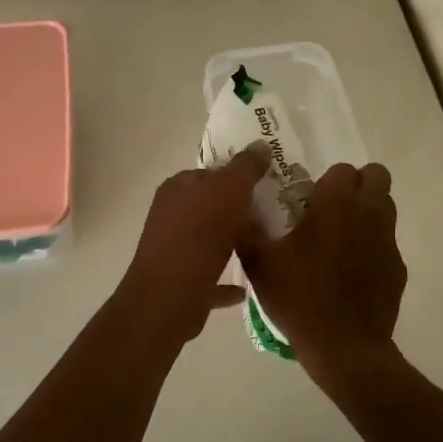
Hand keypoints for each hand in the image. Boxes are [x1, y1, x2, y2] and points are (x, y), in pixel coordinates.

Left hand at [114, 145, 269, 341]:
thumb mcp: (229, 190)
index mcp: (178, 188)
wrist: (169, 297)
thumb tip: (260, 144)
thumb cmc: (199, 235)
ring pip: (210, 241)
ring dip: (233, 242)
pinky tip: (246, 287)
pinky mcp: (181, 284)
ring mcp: (173, 250)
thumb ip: (246, 167)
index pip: (211, 172)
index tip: (267, 184)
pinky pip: (210, 278)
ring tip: (265, 246)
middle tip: (273, 215)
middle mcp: (171, 215)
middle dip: (239, 210)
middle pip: (211, 206)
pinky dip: (226, 282)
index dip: (238, 176)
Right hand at [238, 162, 405, 377]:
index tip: (308, 202)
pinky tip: (351, 272)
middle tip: (331, 209)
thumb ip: (246, 231)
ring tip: (340, 239)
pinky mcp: (398, 268)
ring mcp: (388, 241)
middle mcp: (368, 213)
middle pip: (376, 176)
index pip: (342, 169)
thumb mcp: (260, 264)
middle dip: (356, 185)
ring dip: (367, 211)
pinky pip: (387, 242)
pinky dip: (372, 246)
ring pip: (385, 207)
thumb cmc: (300, 298)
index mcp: (336, 203)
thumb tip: (237, 210)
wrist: (345, 348)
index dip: (326, 182)